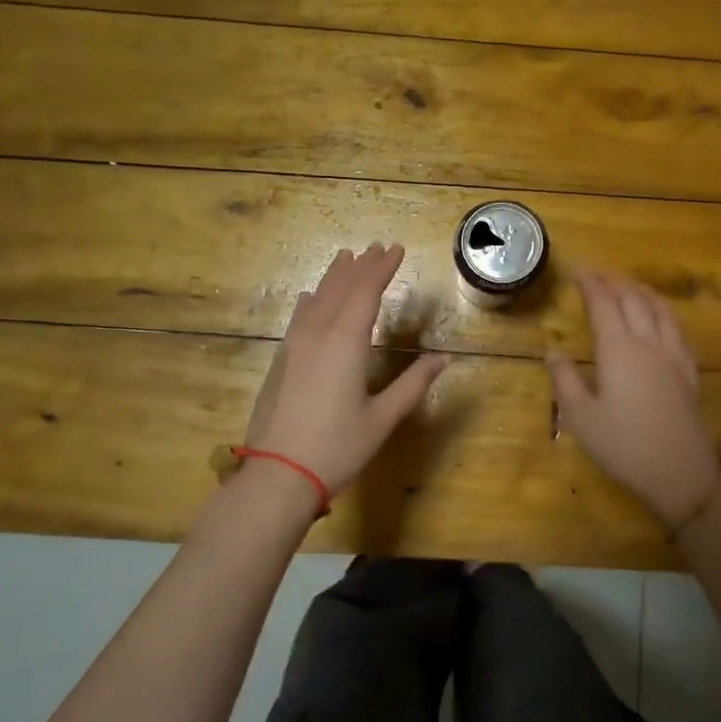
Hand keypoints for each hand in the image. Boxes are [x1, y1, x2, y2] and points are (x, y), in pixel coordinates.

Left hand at [245, 244, 448, 497]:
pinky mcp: (281, 362)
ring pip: (316, 300)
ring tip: (346, 258)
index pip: (366, 292)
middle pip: (340, 290)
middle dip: (361, 267)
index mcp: (346, 343)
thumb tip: (443, 358)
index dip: (382, 268)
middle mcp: (318, 335)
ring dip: (333, 277)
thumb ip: (413, 384)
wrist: (278, 475)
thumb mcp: (383, 418)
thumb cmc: (338, 447)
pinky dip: (310, 302)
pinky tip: (309, 297)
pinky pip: (298, 318)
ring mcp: (294, 347)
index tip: (396, 248)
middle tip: (376, 246)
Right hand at [547, 268, 720, 528]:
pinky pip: (677, 326)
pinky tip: (660, 315)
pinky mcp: (689, 369)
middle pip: (632, 299)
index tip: (577, 268)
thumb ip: (565, 379)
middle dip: (613, 280)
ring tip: (626, 284)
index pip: (603, 304)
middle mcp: (648, 342)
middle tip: (596, 272)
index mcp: (618, 350)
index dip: (590, 283)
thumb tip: (552, 350)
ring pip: (658, 308)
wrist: (680, 471)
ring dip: (640, 290)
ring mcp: (673, 354)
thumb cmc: (623, 446)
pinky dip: (663, 309)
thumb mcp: (581, 417)